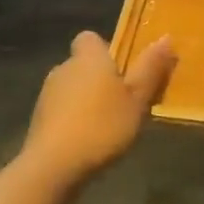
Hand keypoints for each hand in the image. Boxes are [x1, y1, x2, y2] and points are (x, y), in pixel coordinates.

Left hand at [18, 31, 176, 191]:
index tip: (123, 69)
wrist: (53, 166)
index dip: (105, 50)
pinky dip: (73, 120)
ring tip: (108, 125)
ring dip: (86, 101)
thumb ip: (150, 69)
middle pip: (83, 65)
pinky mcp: (38, 121)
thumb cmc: (102, 125)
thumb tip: (166, 37)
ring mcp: (46, 95)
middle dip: (99, 79)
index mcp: (88, 58)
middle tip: (124, 101)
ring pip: (71, 89)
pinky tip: (88, 142)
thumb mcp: (137, 99)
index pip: (90, 38)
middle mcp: (63, 68)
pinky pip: (61, 111)